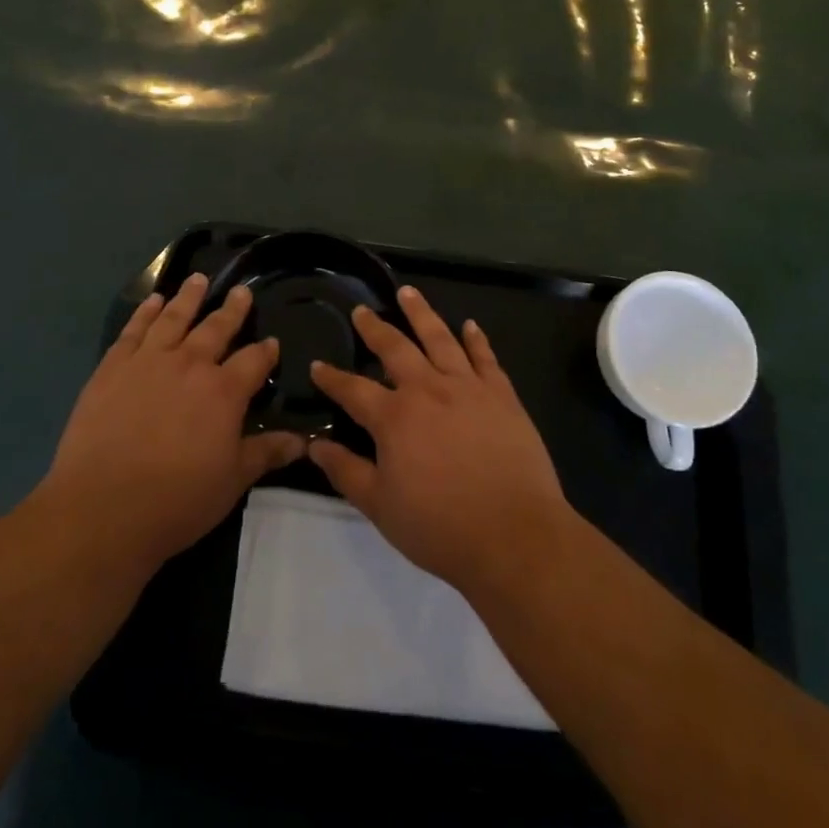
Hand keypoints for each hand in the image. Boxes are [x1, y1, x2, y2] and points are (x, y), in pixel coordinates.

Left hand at [42, 273, 304, 572]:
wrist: (102, 508)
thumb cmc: (177, 499)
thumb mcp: (232, 481)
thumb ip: (266, 454)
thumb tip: (304, 441)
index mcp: (224, 391)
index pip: (254, 360)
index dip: (266, 350)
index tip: (272, 342)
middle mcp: (190, 364)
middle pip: (217, 328)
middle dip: (232, 309)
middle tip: (241, 291)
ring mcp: (149, 361)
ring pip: (174, 318)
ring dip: (189, 297)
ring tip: (198, 279)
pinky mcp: (113, 367)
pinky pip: (134, 330)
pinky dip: (145, 312)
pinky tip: (153, 301)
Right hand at [308, 286, 571, 598]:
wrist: (514, 535)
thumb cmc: (440, 527)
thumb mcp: (380, 506)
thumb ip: (346, 471)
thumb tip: (314, 445)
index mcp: (394, 417)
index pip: (353, 390)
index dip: (332, 378)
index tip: (317, 365)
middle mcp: (428, 389)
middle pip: (395, 348)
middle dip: (374, 328)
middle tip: (362, 310)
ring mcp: (468, 387)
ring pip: (440, 338)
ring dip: (421, 313)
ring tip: (408, 293)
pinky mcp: (502, 394)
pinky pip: (485, 357)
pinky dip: (476, 339)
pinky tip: (469, 325)